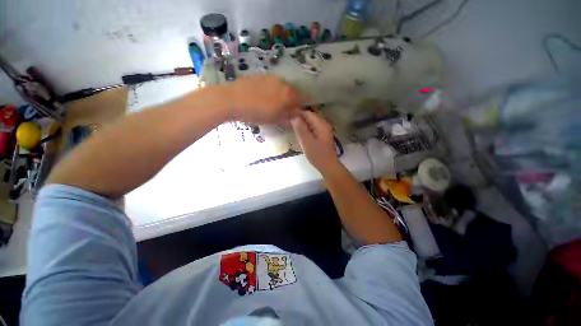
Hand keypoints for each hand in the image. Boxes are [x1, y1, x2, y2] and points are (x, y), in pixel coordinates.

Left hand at [225, 74, 303, 123]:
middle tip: (284, 109)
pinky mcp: (260, 75)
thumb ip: (289, 115)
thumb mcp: (275, 118)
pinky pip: (271, 83)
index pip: (303, 98)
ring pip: (282, 86)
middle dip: (291, 100)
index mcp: (288, 94)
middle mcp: (282, 82)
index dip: (301, 105)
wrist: (232, 99)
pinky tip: (262, 97)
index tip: (297, 111)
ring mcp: (271, 77)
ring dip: (281, 94)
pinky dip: (272, 90)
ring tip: (272, 104)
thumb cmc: (256, 113)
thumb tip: (298, 112)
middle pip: (292, 91)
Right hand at [291, 111, 339, 173]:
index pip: (308, 113)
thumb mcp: (307, 142)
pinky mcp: (323, 136)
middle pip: (310, 117)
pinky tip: (300, 132)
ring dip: (302, 123)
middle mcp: (324, 125)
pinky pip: (313, 128)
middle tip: (288, 121)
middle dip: (299, 117)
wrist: (328, 166)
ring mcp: (324, 130)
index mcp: (321, 125)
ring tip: (292, 126)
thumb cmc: (317, 155)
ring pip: (311, 122)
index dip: (297, 113)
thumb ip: (300, 129)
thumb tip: (294, 117)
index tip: (287, 116)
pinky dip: (306, 128)